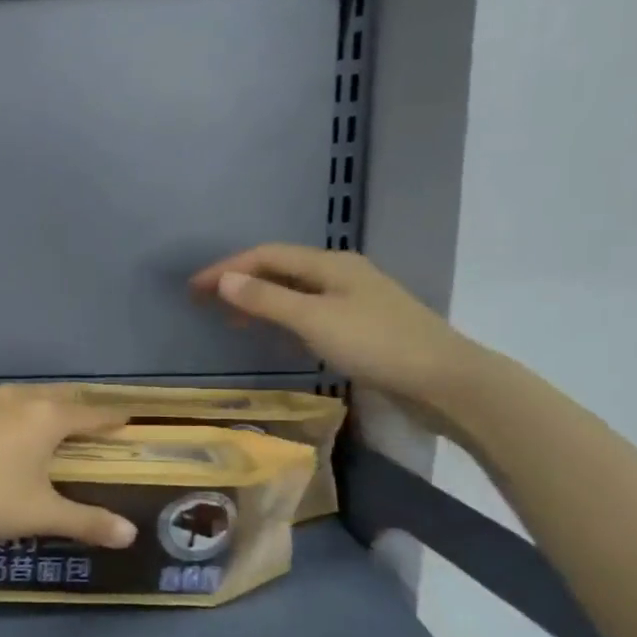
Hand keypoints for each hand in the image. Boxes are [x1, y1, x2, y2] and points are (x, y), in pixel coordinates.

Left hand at [0, 385, 136, 547]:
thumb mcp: (40, 515)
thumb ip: (88, 522)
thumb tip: (131, 535)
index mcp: (45, 418)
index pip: (89, 413)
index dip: (109, 417)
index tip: (123, 417)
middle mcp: (13, 396)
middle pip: (51, 397)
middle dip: (68, 408)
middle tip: (76, 422)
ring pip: (9, 397)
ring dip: (22, 409)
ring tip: (22, 427)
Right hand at [190, 245, 483, 414]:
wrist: (444, 381)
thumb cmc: (376, 345)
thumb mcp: (314, 320)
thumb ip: (266, 300)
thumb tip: (223, 279)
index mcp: (331, 264)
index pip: (267, 255)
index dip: (227, 268)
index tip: (193, 289)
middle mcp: (341, 274)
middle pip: (281, 269)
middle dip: (240, 281)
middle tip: (204, 302)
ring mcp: (354, 300)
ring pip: (295, 292)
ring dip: (259, 300)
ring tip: (230, 319)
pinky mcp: (361, 326)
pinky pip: (309, 312)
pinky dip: (282, 318)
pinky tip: (273, 336)